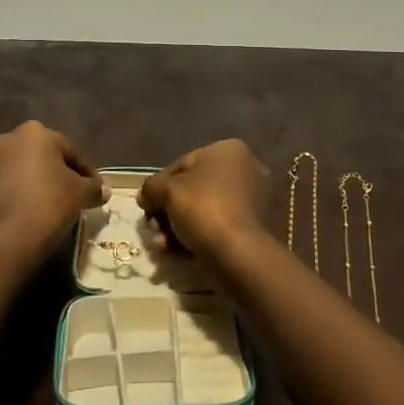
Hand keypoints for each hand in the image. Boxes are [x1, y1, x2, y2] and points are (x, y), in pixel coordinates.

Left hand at [0, 121, 105, 264]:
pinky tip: (35, 213)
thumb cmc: (48, 203)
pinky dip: (23, 195)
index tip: (96, 190)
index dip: (86, 172)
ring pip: (25, 171)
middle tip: (76, 195)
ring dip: (40, 184)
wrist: (4, 240)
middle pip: (44, 157)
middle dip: (60, 174)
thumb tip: (103, 190)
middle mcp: (8, 139)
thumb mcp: (80, 194)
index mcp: (35, 132)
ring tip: (56, 206)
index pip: (70, 150)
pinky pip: (10, 187)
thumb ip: (93, 188)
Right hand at [137, 140, 269, 255]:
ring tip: (162, 246)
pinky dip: (198, 238)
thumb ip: (151, 187)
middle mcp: (247, 169)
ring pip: (205, 212)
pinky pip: (220, 228)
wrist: (240, 254)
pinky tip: (178, 254)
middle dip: (168, 212)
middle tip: (153, 229)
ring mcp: (256, 200)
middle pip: (194, 190)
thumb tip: (146, 196)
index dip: (159, 185)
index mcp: (229, 150)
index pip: (183, 164)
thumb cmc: (204, 209)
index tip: (145, 206)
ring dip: (178, 228)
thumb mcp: (166, 190)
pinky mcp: (258, 229)